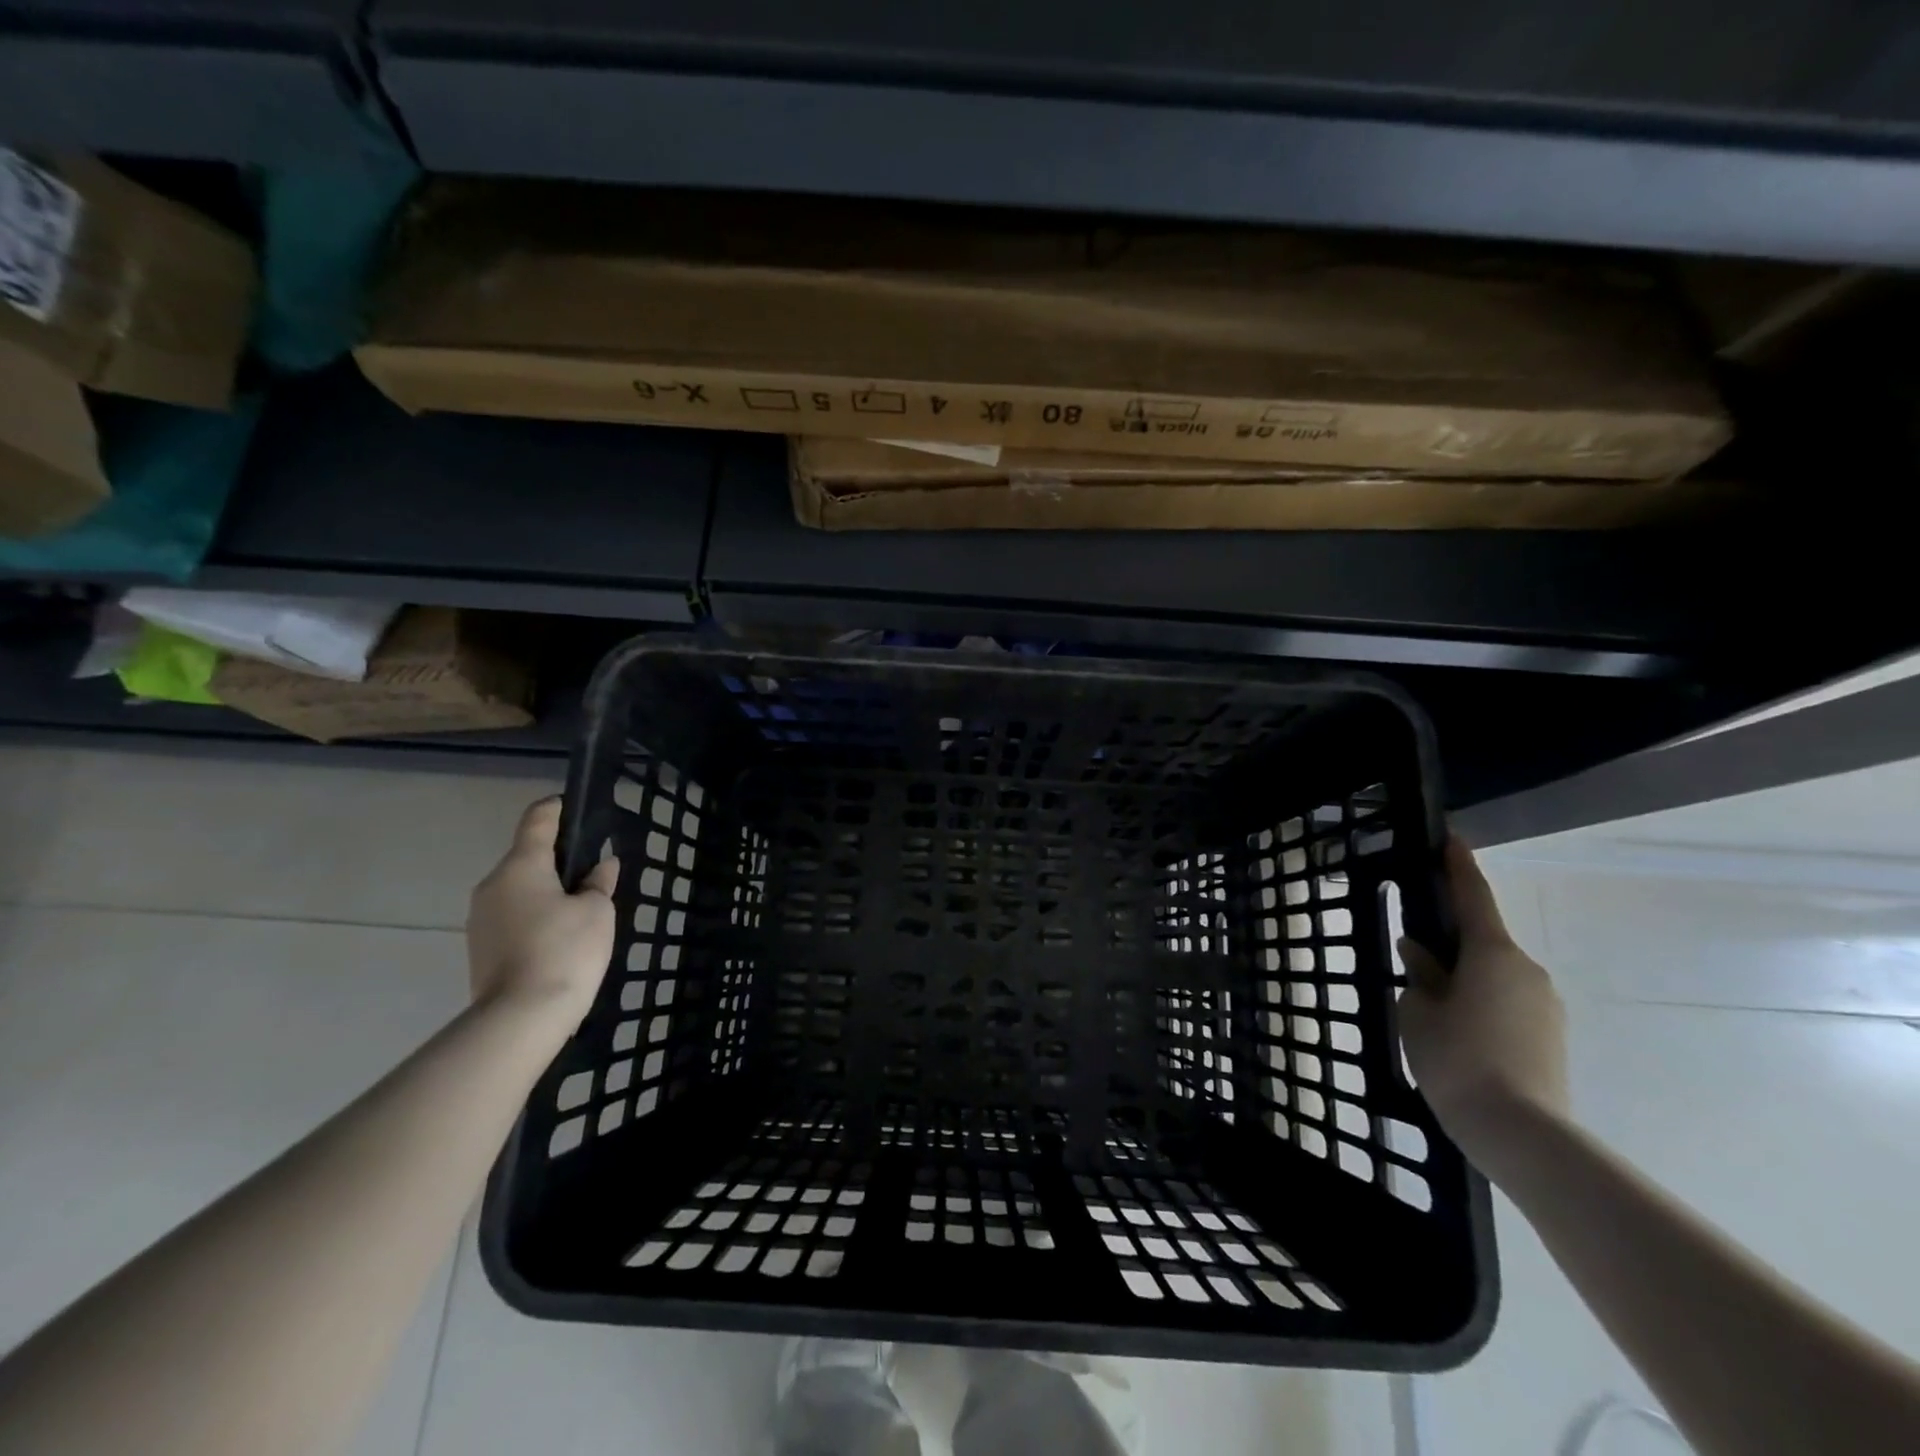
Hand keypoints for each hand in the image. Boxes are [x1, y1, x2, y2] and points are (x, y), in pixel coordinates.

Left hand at [466, 796, 618, 1021]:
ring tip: (581, 910)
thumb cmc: (565, 950)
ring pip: (520, 890)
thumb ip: (598, 884)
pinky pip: (513, 917)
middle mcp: (492, 886)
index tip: (573, 807)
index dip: (556, 809)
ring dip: (547, 892)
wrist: (520, 1018)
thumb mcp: (597, 912)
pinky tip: (561, 937)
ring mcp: (481, 919)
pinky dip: (536, 917)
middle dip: (559, 860)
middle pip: (527, 858)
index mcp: (521, 867)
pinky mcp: (481, 948)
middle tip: (593, 873)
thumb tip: (600, 867)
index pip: (537, 821)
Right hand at [1397, 836, 1568, 1162]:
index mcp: (1493, 954)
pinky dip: (1481, 1005)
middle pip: (1482, 942)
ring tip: (1433, 1011)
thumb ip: (1420, 976)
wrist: (1523, 1135)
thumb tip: (1422, 955)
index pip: (1473, 897)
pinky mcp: (1551, 1036)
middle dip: (1450, 944)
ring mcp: (1545, 1005)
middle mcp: (1527, 970)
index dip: (1459, 867)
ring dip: (1465, 980)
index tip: (1451, 840)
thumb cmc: (1459, 1059)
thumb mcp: (1419, 1012)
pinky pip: (1507, 1003)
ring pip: (1494, 976)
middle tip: (1416, 959)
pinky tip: (1459, 1036)